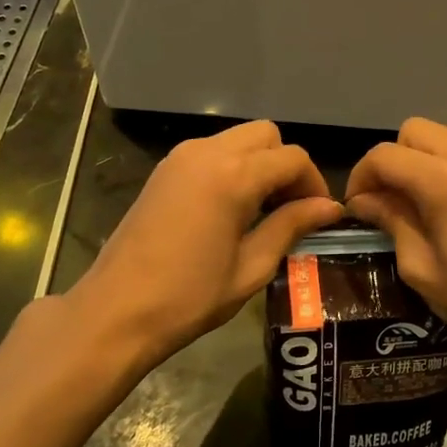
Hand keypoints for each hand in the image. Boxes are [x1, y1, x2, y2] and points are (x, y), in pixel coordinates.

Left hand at [67, 121, 341, 369]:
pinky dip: (232, 166)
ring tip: (263, 210)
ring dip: (259, 164)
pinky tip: (231, 207)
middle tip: (291, 208)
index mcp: (234, 176)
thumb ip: (291, 226)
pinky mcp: (164, 169)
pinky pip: (212, 151)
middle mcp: (208, 152)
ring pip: (238, 139)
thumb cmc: (189, 297)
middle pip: (266, 135)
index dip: (314, 183)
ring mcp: (181, 157)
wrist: (116, 310)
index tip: (320, 215)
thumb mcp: (251, 266)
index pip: (292, 158)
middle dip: (286, 165)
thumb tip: (330, 208)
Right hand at [344, 118, 446, 365]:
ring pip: (446, 138)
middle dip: (394, 159)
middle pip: (414, 130)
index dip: (362, 176)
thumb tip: (366, 201)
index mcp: (443, 180)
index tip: (358, 207)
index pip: (385, 155)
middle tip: (391, 200)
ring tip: (426, 204)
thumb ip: (392, 222)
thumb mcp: (422, 268)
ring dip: (425, 161)